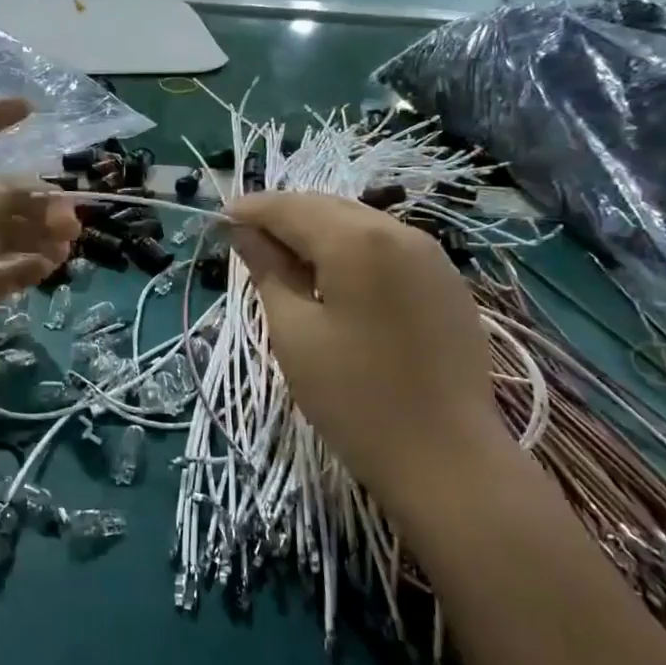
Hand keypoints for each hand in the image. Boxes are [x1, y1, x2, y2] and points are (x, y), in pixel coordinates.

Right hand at [226, 192, 521, 532]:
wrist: (446, 456)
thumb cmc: (355, 396)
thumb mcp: (295, 332)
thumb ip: (268, 272)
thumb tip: (245, 234)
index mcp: (356, 240)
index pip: (291, 208)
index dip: (251, 210)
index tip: (219, 221)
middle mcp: (399, 231)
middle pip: (327, 208)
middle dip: (284, 218)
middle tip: (246, 242)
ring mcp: (431, 256)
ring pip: (359, 224)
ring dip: (318, 233)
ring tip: (285, 262)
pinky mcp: (446, 282)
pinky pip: (387, 248)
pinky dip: (351, 251)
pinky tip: (334, 280)